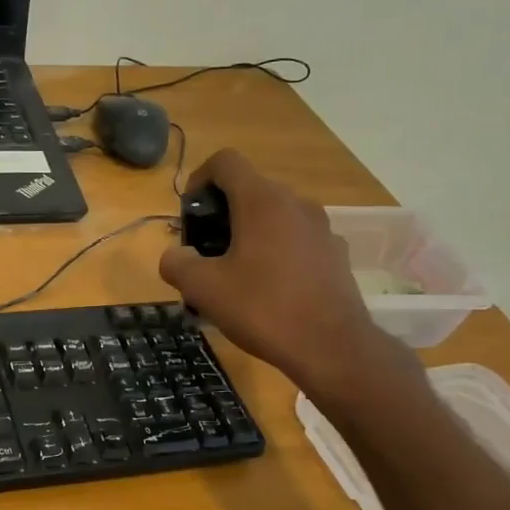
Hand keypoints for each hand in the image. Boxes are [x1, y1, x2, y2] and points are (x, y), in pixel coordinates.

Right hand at [159, 149, 402, 402]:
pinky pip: (294, 239)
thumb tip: (175, 256)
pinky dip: (273, 251)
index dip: (198, 180)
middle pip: (249, 189)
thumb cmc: (262, 308)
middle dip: (220, 213)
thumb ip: (177, 264)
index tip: (189, 216)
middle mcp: (295, 203)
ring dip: (246, 233)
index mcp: (262, 201)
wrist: (331, 347)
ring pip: (273, 216)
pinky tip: (265, 289)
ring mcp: (320, 228)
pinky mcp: (334, 254)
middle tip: (203, 252)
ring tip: (231, 274)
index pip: (225, 162)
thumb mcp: (202, 288)